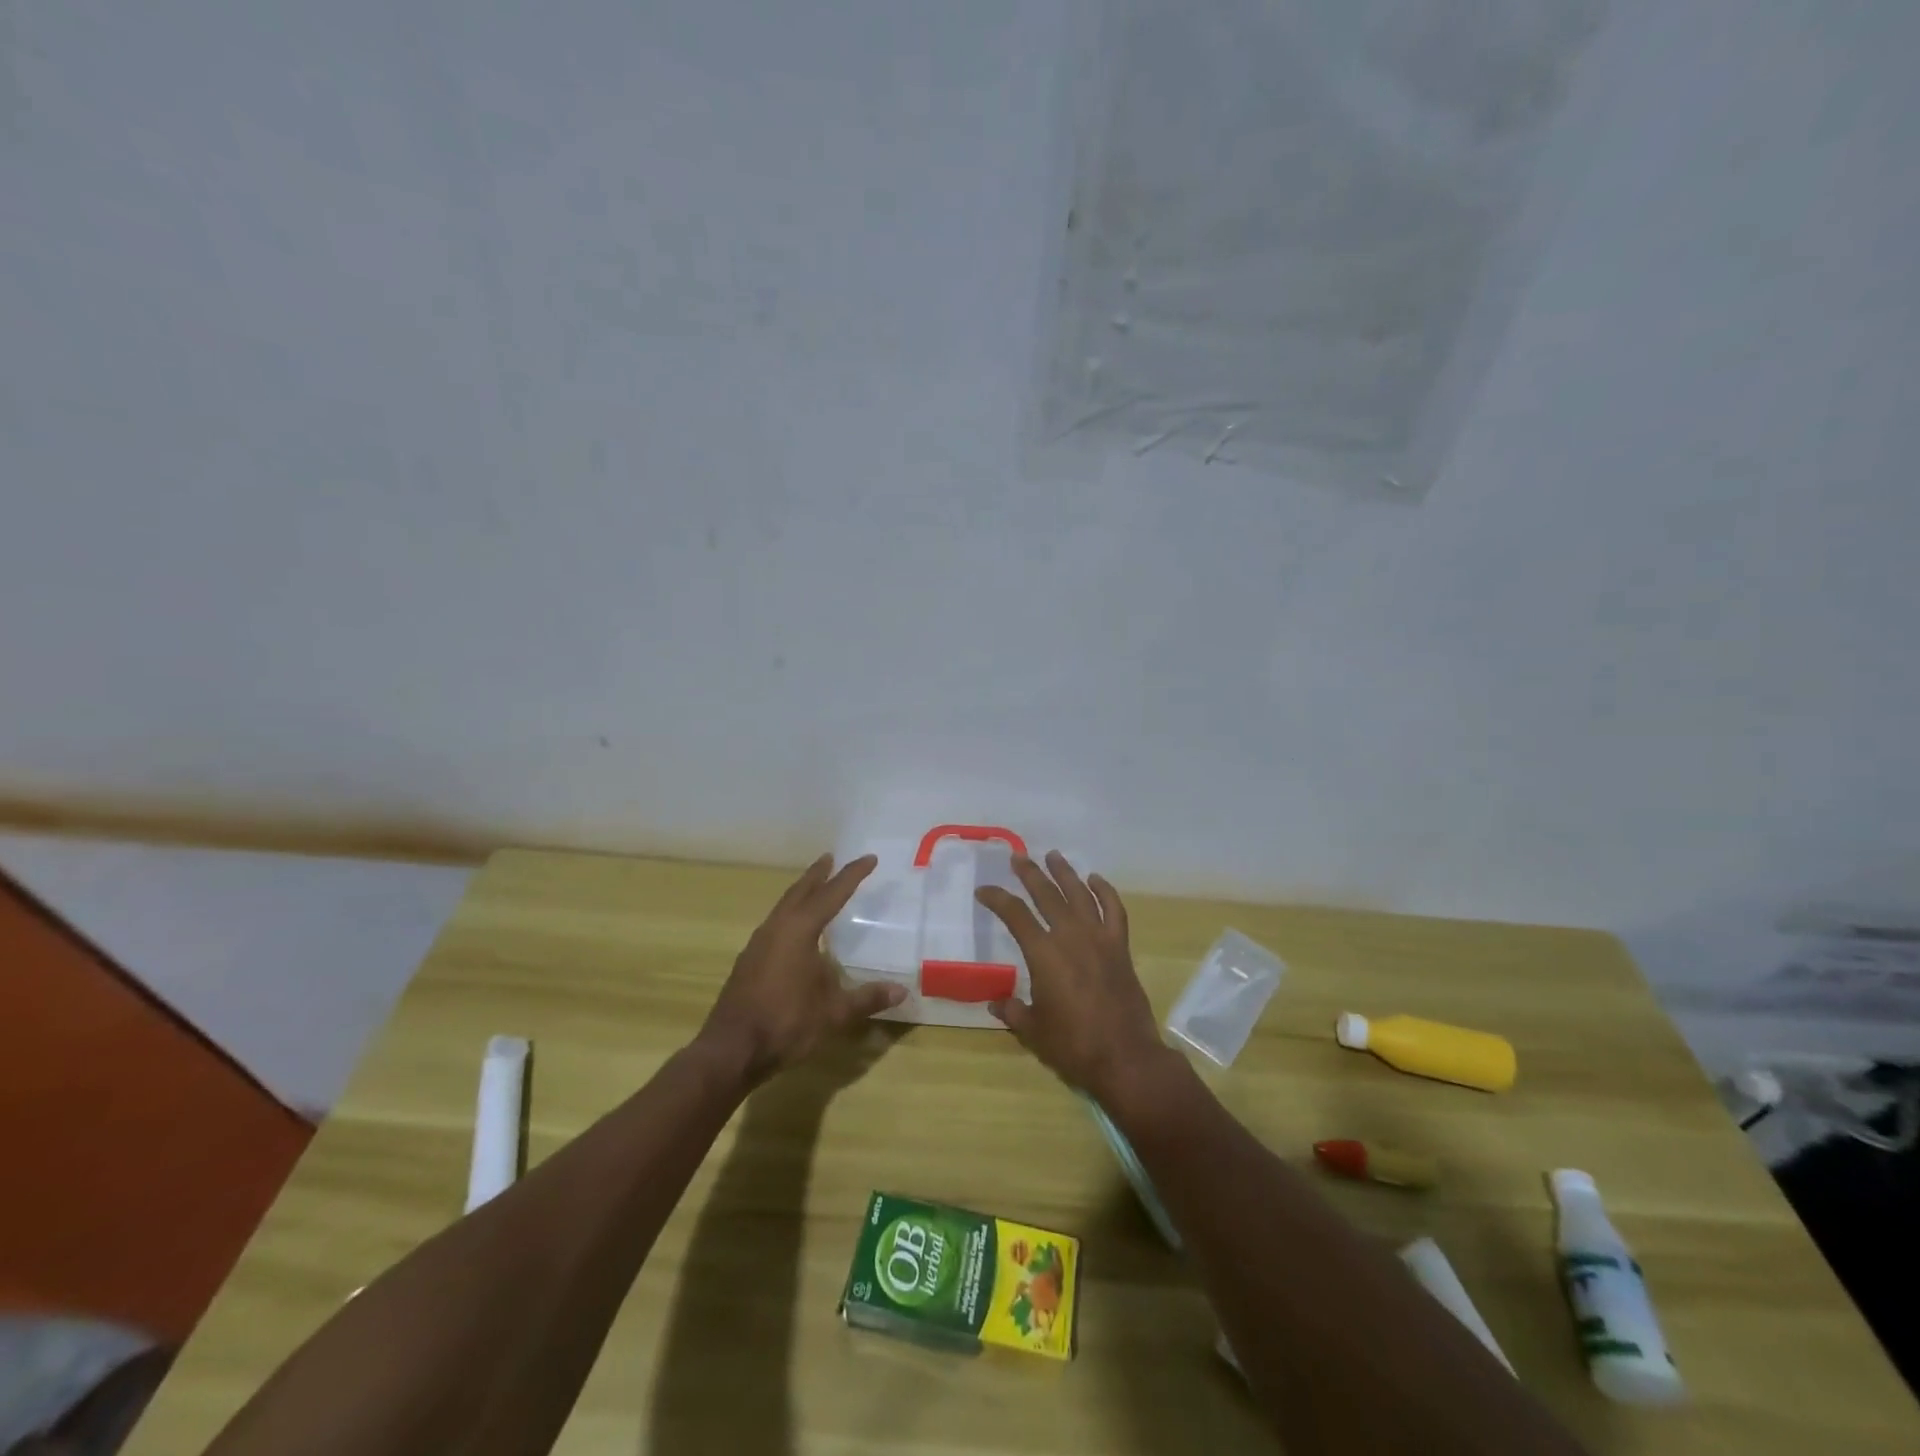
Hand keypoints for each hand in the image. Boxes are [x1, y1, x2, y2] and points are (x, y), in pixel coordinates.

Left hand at [697, 854, 904, 1085]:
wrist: (731, 1050)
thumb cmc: (786, 1023)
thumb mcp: (834, 1013)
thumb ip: (867, 999)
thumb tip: (902, 990)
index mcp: (799, 931)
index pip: (832, 894)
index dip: (852, 875)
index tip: (869, 858)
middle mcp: (777, 929)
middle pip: (800, 892)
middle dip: (818, 874)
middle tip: (831, 859)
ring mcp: (758, 944)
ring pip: (783, 907)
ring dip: (801, 893)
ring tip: (815, 888)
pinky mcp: (749, 961)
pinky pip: (774, 924)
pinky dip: (790, 914)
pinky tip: (795, 931)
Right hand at [975, 851, 1167, 1104]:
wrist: (1126, 1058)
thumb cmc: (1073, 1046)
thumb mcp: (1033, 1031)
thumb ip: (1013, 1011)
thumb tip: (996, 1002)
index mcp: (1044, 954)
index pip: (1014, 915)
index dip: (996, 899)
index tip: (983, 891)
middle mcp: (1070, 936)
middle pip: (1047, 894)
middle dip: (1030, 874)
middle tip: (1018, 857)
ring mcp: (1099, 939)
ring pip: (1080, 894)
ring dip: (1065, 873)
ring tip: (1053, 856)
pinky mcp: (1120, 948)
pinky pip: (1114, 910)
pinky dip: (1105, 892)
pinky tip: (1095, 880)